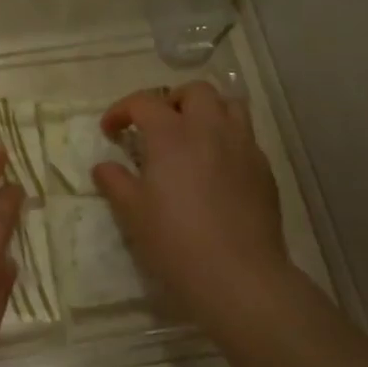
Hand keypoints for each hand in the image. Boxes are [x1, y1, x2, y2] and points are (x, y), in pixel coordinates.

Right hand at [92, 83, 290, 320]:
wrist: (238, 275)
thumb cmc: (175, 241)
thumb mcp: (132, 213)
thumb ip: (115, 182)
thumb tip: (104, 166)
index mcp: (172, 134)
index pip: (143, 102)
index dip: (122, 111)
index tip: (110, 132)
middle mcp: (210, 129)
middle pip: (194, 91)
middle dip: (171, 101)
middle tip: (157, 127)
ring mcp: (243, 146)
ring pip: (229, 105)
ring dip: (207, 111)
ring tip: (192, 136)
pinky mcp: (264, 168)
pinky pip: (246, 137)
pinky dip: (227, 139)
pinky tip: (216, 168)